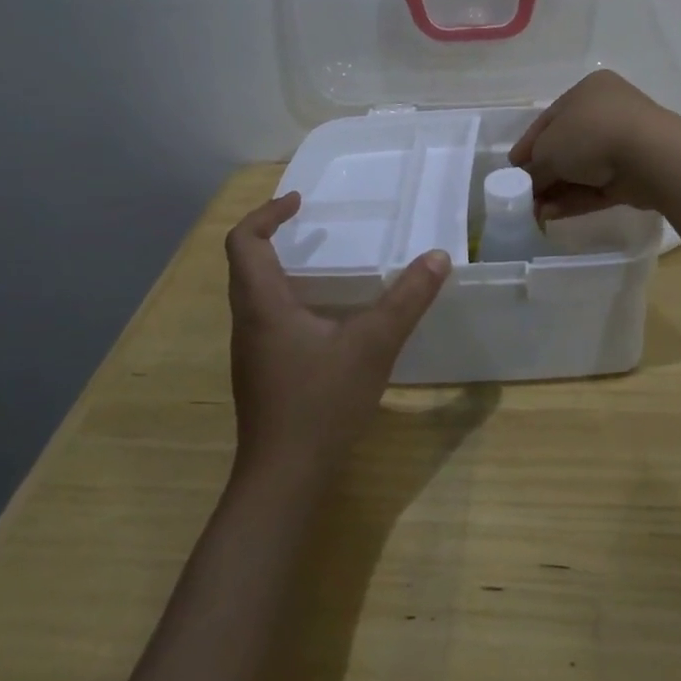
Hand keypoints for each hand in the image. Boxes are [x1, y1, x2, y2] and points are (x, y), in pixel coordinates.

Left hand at [225, 193, 450, 483]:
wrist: (283, 480)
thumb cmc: (321, 403)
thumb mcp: (373, 345)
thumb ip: (407, 300)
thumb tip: (438, 257)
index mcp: (263, 305)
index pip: (243, 242)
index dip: (266, 213)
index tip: (298, 201)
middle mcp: (248, 322)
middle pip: (244, 263)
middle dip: (271, 233)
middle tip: (308, 221)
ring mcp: (251, 351)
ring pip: (253, 292)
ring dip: (279, 266)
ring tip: (321, 260)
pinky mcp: (261, 372)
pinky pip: (265, 317)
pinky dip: (287, 296)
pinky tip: (325, 315)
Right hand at [508, 70, 673, 219]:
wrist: (651, 156)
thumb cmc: (592, 135)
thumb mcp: (549, 149)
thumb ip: (534, 168)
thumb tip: (527, 185)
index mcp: (587, 91)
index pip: (550, 119)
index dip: (528, 145)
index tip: (512, 168)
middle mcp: (607, 112)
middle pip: (566, 146)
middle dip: (543, 173)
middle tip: (524, 195)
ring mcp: (624, 144)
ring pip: (583, 169)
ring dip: (557, 190)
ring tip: (534, 212)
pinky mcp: (634, 174)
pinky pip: (598, 186)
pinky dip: (576, 199)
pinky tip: (552, 215)